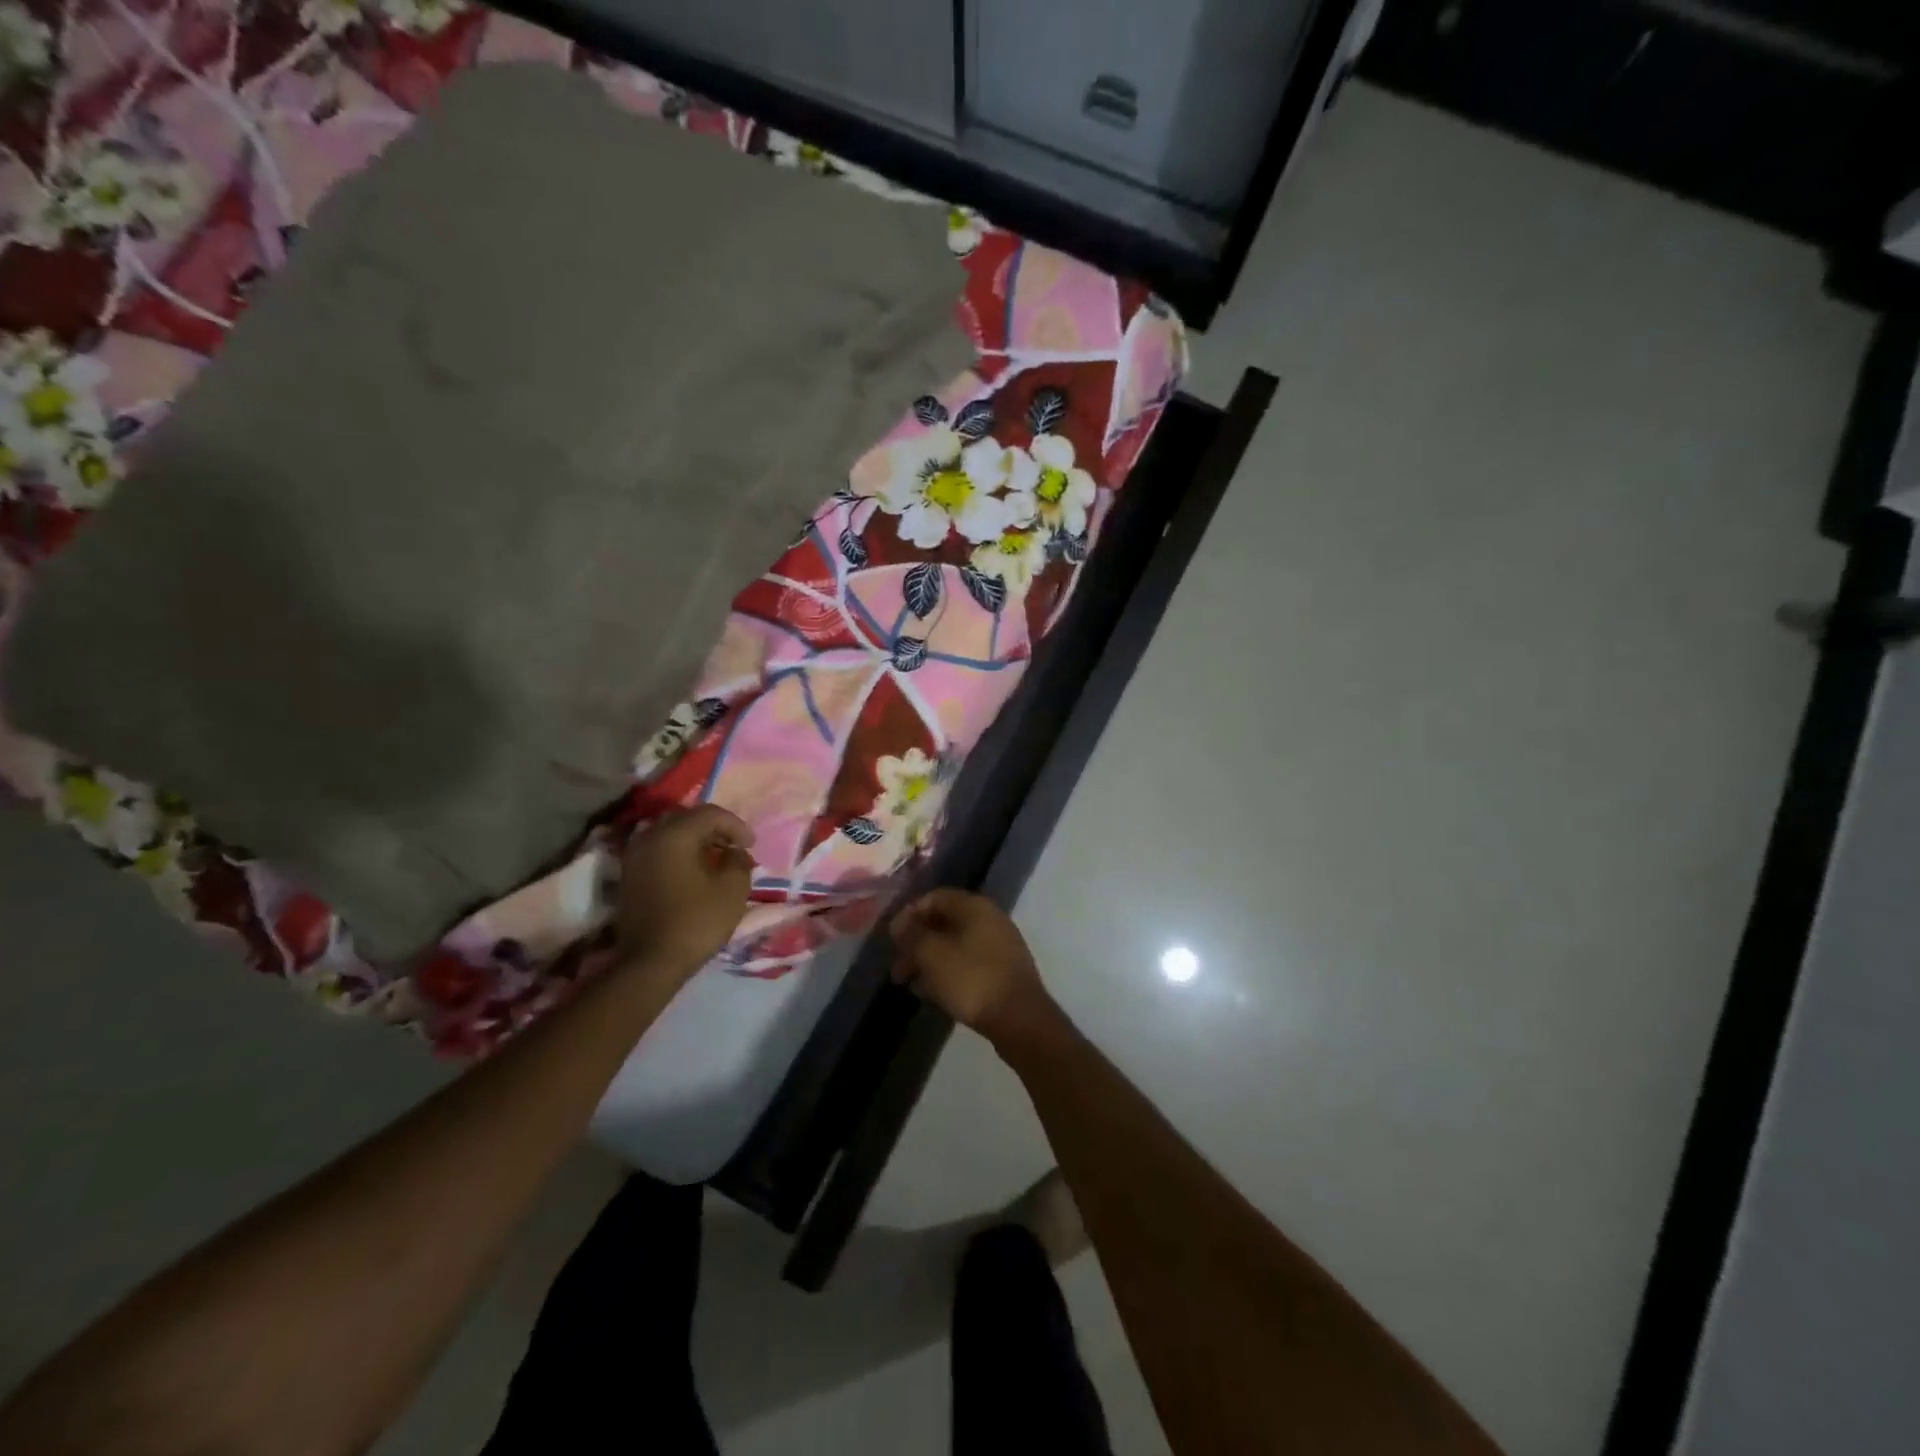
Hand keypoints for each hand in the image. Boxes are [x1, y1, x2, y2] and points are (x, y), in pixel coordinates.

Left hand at [616, 805, 754, 977]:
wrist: (650, 962)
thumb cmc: (696, 921)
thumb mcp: (733, 889)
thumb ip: (739, 861)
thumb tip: (735, 852)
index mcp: (675, 834)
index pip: (710, 813)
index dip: (735, 825)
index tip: (751, 845)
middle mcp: (650, 836)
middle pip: (685, 818)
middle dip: (712, 828)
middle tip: (732, 846)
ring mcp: (634, 856)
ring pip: (668, 833)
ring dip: (693, 840)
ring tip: (713, 858)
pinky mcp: (628, 876)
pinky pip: (657, 850)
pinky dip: (677, 853)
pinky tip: (692, 871)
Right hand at [889, 888, 1057, 1048]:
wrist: (1019, 1019)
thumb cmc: (971, 979)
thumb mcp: (932, 955)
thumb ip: (912, 935)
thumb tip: (899, 922)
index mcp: (974, 906)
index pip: (934, 897)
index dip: (909, 914)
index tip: (892, 939)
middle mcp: (989, 919)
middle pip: (944, 922)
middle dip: (917, 943)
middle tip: (898, 969)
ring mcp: (999, 945)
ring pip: (954, 945)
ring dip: (929, 961)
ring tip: (910, 984)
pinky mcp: (1002, 971)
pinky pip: (968, 964)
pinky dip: (947, 973)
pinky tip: (932, 994)